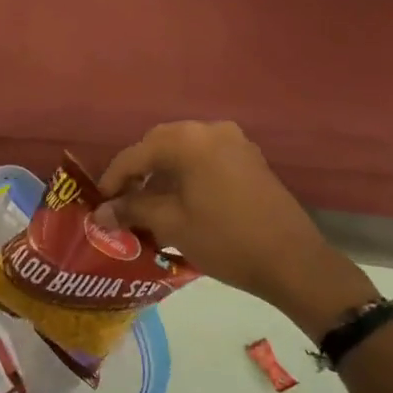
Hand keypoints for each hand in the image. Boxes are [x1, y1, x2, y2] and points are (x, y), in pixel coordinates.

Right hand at [95, 121, 379, 335]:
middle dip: (138, 171)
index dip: (113, 178)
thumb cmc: (225, 240)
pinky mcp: (249, 159)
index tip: (99, 202)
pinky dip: (187, 174)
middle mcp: (211, 130)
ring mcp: (235, 142)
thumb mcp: (172, 225)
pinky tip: (180, 201)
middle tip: (123, 201)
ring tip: (149, 205)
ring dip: (163, 172)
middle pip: (160, 144)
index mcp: (188, 141)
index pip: (136, 154)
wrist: (293, 261)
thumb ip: (132, 211)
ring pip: (184, 150)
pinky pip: (206, 158)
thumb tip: (100, 213)